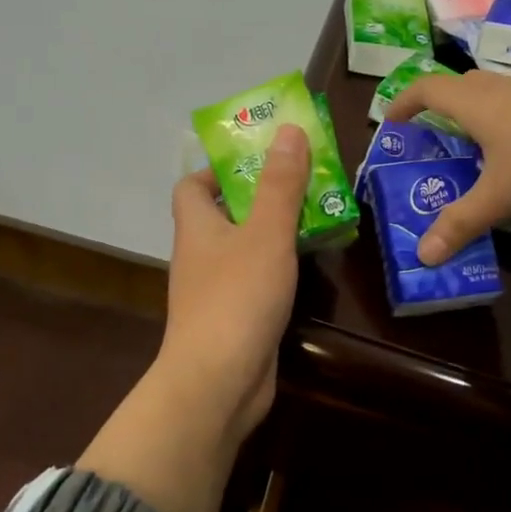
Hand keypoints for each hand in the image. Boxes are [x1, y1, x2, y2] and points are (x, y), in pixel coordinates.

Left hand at [75, 124, 309, 511]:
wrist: (219, 381)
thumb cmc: (237, 298)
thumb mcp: (265, 233)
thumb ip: (279, 184)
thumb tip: (287, 129)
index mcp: (196, 227)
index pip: (192, 186)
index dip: (219, 169)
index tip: (259, 160)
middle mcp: (200, 256)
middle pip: (223, 215)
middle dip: (260, 196)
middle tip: (304, 182)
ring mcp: (215, 291)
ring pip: (243, 249)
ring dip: (273, 233)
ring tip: (317, 216)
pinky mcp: (234, 320)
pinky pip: (255, 282)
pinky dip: (278, 270)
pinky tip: (308, 267)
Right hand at [387, 70, 510, 263]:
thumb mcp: (499, 196)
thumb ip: (461, 222)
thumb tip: (423, 256)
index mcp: (475, 103)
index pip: (427, 89)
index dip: (404, 102)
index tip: (392, 122)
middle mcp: (502, 88)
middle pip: (462, 87)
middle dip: (443, 109)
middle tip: (436, 139)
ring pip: (497, 96)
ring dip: (481, 117)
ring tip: (479, 152)